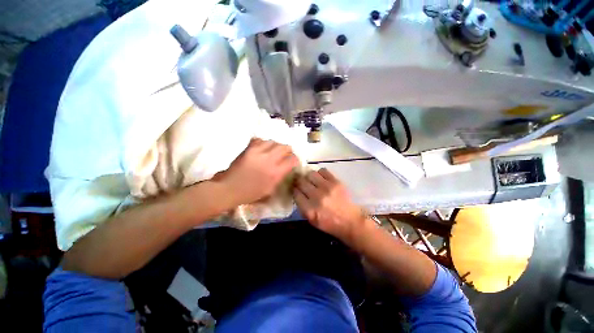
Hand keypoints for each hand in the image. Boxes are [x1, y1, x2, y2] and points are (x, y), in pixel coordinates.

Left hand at [219, 138, 299, 205]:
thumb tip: (285, 168)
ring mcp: (258, 152)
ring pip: (273, 141)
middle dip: (288, 150)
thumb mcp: (270, 189)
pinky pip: (260, 140)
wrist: (229, 188)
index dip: (295, 159)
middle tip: (286, 154)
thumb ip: (280, 177)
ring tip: (274, 151)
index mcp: (275, 172)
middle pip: (285, 147)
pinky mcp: (248, 148)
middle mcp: (269, 160)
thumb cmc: (250, 193)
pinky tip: (263, 149)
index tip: (293, 161)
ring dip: (276, 146)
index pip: (292, 159)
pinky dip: (264, 143)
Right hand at [293, 168, 366, 244]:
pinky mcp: (336, 182)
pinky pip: (322, 171)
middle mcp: (317, 197)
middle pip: (301, 182)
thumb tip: (297, 192)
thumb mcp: (311, 220)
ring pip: (310, 174)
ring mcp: (327, 188)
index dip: (294, 189)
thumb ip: (302, 206)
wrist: (350, 220)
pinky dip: (320, 173)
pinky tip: (321, 178)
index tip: (295, 188)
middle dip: (299, 181)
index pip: (296, 193)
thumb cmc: (329, 223)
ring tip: (312, 180)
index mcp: (309, 210)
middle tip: (301, 182)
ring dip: (309, 176)